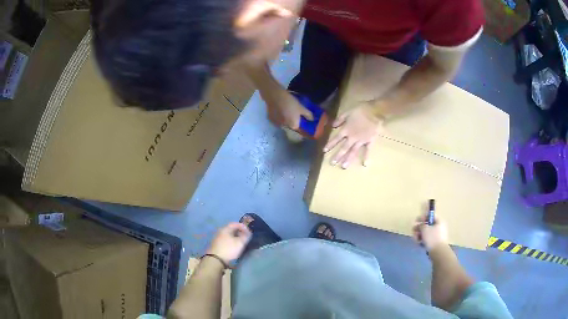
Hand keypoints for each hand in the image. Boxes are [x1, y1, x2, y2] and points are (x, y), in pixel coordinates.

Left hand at [206, 223, 251, 262]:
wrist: (215, 259)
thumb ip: (245, 236)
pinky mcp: (216, 245)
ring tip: (240, 242)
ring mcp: (217, 238)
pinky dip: (231, 241)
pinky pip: (225, 240)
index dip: (243, 227)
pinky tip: (234, 246)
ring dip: (235, 237)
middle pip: (231, 229)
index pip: (235, 224)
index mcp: (225, 229)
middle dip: (239, 232)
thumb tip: (247, 233)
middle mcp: (220, 232)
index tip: (249, 232)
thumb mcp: (240, 243)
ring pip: (228, 235)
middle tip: (245, 237)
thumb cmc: (229, 249)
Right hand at [265, 89, 312, 129]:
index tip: (301, 117)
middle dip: (293, 120)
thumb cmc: (291, 103)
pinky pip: (277, 119)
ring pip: (283, 122)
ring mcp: (276, 124)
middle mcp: (285, 127)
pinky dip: (279, 116)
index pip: (299, 128)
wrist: (275, 96)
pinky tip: (280, 109)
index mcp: (293, 126)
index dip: (301, 123)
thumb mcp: (301, 108)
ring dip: (285, 118)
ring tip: (286, 109)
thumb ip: (308, 115)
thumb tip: (312, 120)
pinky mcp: (270, 119)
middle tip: (294, 111)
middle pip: (290, 125)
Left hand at [323, 102, 382, 167]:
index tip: (324, 151)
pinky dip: (366, 157)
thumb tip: (333, 125)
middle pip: (344, 148)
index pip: (336, 139)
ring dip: (348, 159)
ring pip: (353, 151)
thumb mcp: (347, 112)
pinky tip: (365, 164)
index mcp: (346, 130)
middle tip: (332, 163)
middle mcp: (352, 137)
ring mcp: (361, 140)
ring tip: (344, 166)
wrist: (374, 111)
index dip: (330, 144)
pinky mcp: (369, 141)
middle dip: (338, 156)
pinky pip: (368, 150)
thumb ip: (340, 119)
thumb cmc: (360, 110)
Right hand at [412, 213, 448, 250]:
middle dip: (419, 229)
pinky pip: (428, 239)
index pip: (431, 216)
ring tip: (415, 240)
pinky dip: (423, 240)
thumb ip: (421, 225)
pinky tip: (419, 244)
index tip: (416, 221)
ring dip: (420, 235)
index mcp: (439, 222)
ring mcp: (438, 236)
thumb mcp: (425, 229)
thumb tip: (421, 225)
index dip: (423, 218)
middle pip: (427, 226)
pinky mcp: (435, 243)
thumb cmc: (432, 238)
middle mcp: (439, 227)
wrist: (438, 252)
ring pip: (427, 233)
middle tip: (413, 232)